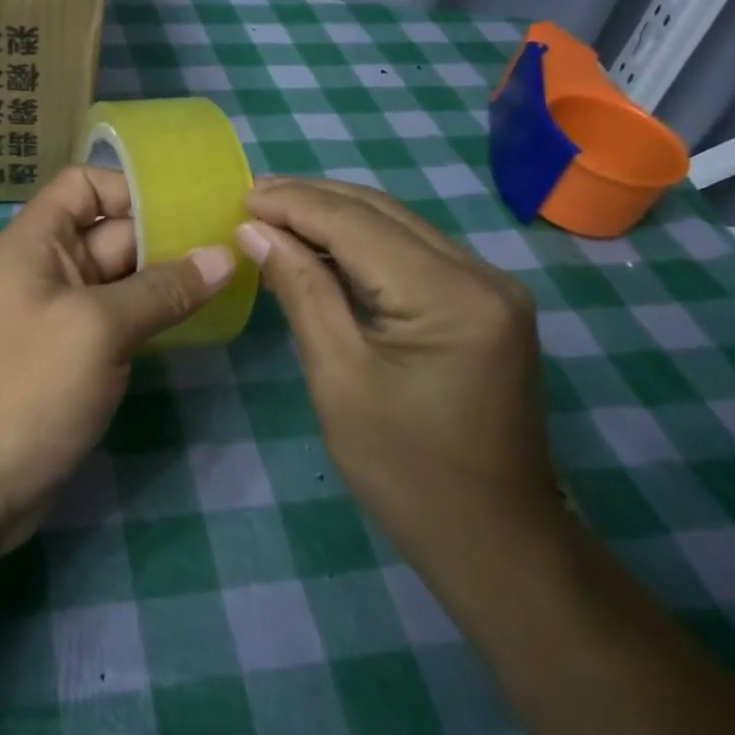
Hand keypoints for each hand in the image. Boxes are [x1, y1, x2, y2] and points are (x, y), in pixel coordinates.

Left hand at [0, 166, 234, 551]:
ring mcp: (62, 317)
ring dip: (168, 280)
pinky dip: (156, 318)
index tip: (188, 212)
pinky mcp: (75, 359)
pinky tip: (200, 322)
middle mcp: (48, 270)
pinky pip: (121, 321)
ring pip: (122, 280)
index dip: (132, 189)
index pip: (83, 186)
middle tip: (234, 246)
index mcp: (36, 243)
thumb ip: (162, 290)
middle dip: (167, 236)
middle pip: (112, 232)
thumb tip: (224, 256)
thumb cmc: (26, 389)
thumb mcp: (96, 329)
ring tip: (231, 280)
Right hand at [236, 177, 561, 574]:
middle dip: (313, 198)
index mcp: (450, 295)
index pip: (358, 225)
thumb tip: (255, 231)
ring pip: (400, 226)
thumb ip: (301, 291)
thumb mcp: (338, 377)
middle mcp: (481, 275)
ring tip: (275, 211)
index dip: (294, 204)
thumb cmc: (405, 470)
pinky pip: (414, 253)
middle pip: (383, 213)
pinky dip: (363, 243)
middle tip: (252, 195)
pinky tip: (322, 244)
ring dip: (336, 215)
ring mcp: (490, 288)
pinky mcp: (485, 304)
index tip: (240, 195)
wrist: (494, 540)